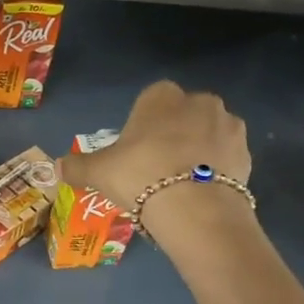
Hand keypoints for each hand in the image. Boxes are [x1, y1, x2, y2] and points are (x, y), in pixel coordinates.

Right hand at [58, 81, 251, 229]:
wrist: (194, 207)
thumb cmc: (140, 175)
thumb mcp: (99, 172)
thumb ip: (77, 167)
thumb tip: (56, 168)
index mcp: (162, 96)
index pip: (151, 100)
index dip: (142, 125)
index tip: (135, 151)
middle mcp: (199, 101)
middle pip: (182, 115)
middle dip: (173, 135)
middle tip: (156, 169)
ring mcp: (228, 126)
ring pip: (207, 135)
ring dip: (198, 152)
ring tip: (181, 185)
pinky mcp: (247, 154)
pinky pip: (226, 159)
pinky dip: (216, 171)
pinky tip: (201, 194)